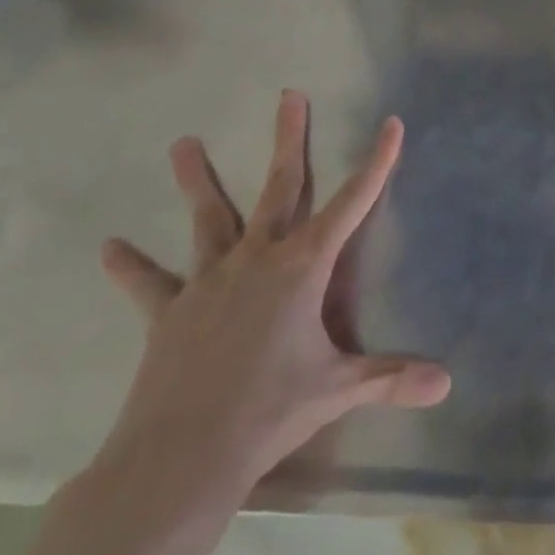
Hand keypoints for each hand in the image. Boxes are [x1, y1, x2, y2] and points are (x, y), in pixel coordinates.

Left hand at [95, 92, 449, 501]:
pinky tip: (107, 247)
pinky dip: (130, 266)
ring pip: (208, 218)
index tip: (392, 123)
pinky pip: (148, 284)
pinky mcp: (170, 311)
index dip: (377, 162)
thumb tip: (447, 385)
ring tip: (182, 142)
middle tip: (290, 95)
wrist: (181, 458)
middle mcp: (258, 258)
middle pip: (279, 186)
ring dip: (196, 181)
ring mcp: (210, 280)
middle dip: (288, 138)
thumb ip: (391, 379)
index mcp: (302, 267)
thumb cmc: (268, 412)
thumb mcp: (337, 390)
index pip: (353, 203)